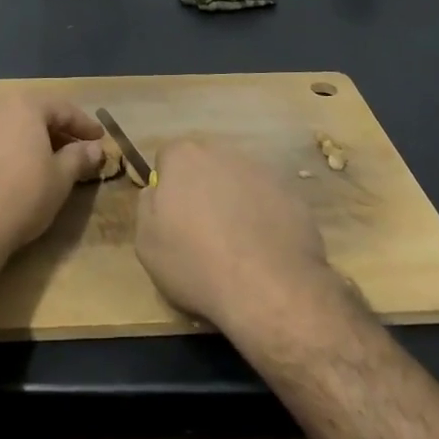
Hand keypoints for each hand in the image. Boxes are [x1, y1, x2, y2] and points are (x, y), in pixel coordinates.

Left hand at [0, 94, 103, 260]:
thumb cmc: (22, 195)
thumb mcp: (61, 178)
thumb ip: (79, 157)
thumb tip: (94, 148)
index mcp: (23, 105)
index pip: (62, 109)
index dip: (84, 125)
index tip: (99, 139)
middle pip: (32, 114)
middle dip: (55, 131)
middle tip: (74, 149)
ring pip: (8, 128)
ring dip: (29, 141)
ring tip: (44, 162)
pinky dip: (5, 152)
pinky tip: (12, 174)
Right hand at [135, 139, 336, 334]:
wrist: (269, 287)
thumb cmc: (196, 263)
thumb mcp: (147, 242)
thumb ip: (148, 205)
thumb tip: (158, 191)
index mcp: (184, 157)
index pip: (169, 157)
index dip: (168, 185)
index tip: (172, 216)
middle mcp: (224, 152)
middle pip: (206, 164)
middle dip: (202, 188)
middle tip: (202, 228)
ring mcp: (262, 170)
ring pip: (238, 180)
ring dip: (234, 200)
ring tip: (236, 243)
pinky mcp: (292, 192)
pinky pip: (267, 199)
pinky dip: (263, 215)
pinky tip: (263, 248)